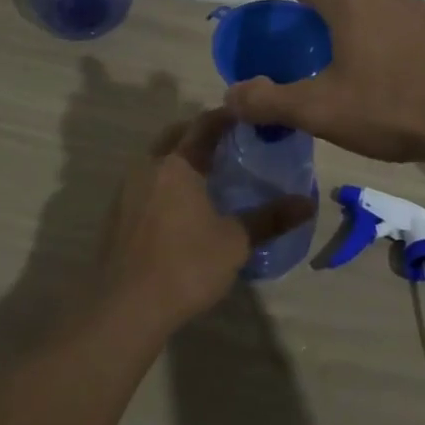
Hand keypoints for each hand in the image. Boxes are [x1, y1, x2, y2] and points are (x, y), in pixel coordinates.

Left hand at [102, 110, 314, 329]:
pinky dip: (164, 180)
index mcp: (177, 164)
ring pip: (156, 158)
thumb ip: (270, 219)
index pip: (204, 125)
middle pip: (175, 135)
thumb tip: (308, 203)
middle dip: (200, 132)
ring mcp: (126, 190)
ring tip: (208, 172)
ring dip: (180, 156)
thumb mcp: (235, 243)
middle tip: (230, 142)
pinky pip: (144, 182)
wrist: (124, 308)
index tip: (249, 116)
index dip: (227, 116)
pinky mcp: (116, 214)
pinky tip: (180, 205)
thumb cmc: (185, 267)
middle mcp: (148, 167)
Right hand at [223, 0, 424, 162]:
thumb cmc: (394, 105)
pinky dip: (393, 33)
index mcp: (351, 5)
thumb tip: (231, 96)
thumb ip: (272, 102)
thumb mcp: (322, 110)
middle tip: (321, 18)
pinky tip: (394, 70)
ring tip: (355, 48)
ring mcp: (424, 13)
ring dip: (366, 10)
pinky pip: (411, 20)